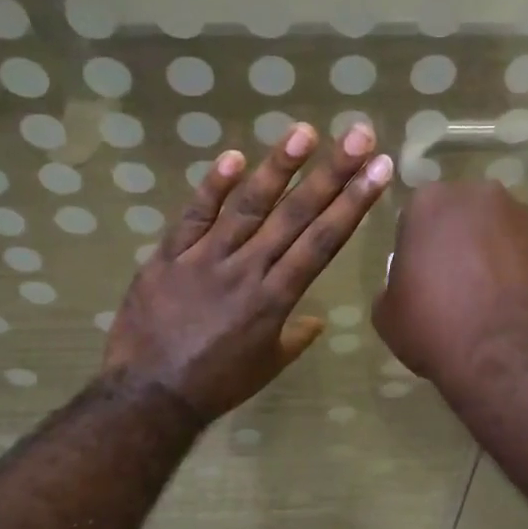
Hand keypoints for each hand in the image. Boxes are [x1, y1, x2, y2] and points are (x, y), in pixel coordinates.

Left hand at [103, 122, 392, 421]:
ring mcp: (205, 259)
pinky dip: (212, 187)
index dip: (354, 203)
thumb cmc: (216, 385)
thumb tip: (315, 319)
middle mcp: (247, 270)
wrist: (149, 396)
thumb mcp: (267, 366)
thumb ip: (294, 337)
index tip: (378, 170)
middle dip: (331, 173)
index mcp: (276, 299)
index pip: (323, 242)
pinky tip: (233, 157)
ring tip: (304, 132)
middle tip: (357, 134)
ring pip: (247, 207)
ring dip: (278, 168)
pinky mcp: (168, 256)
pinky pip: (192, 217)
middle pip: (295, 215)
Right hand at [373, 181, 527, 389]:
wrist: (508, 358)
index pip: (415, 218)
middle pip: (461, 217)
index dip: (415, 249)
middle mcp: (481, 196)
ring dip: (490, 255)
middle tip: (450, 284)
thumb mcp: (387, 313)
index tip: (416, 278)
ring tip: (485, 298)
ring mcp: (525, 219)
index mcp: (431, 202)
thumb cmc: (435, 327)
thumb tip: (408, 285)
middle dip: (456, 242)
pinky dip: (518, 275)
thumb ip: (393, 284)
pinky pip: (525, 258)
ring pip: (497, 233)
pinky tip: (510, 308)